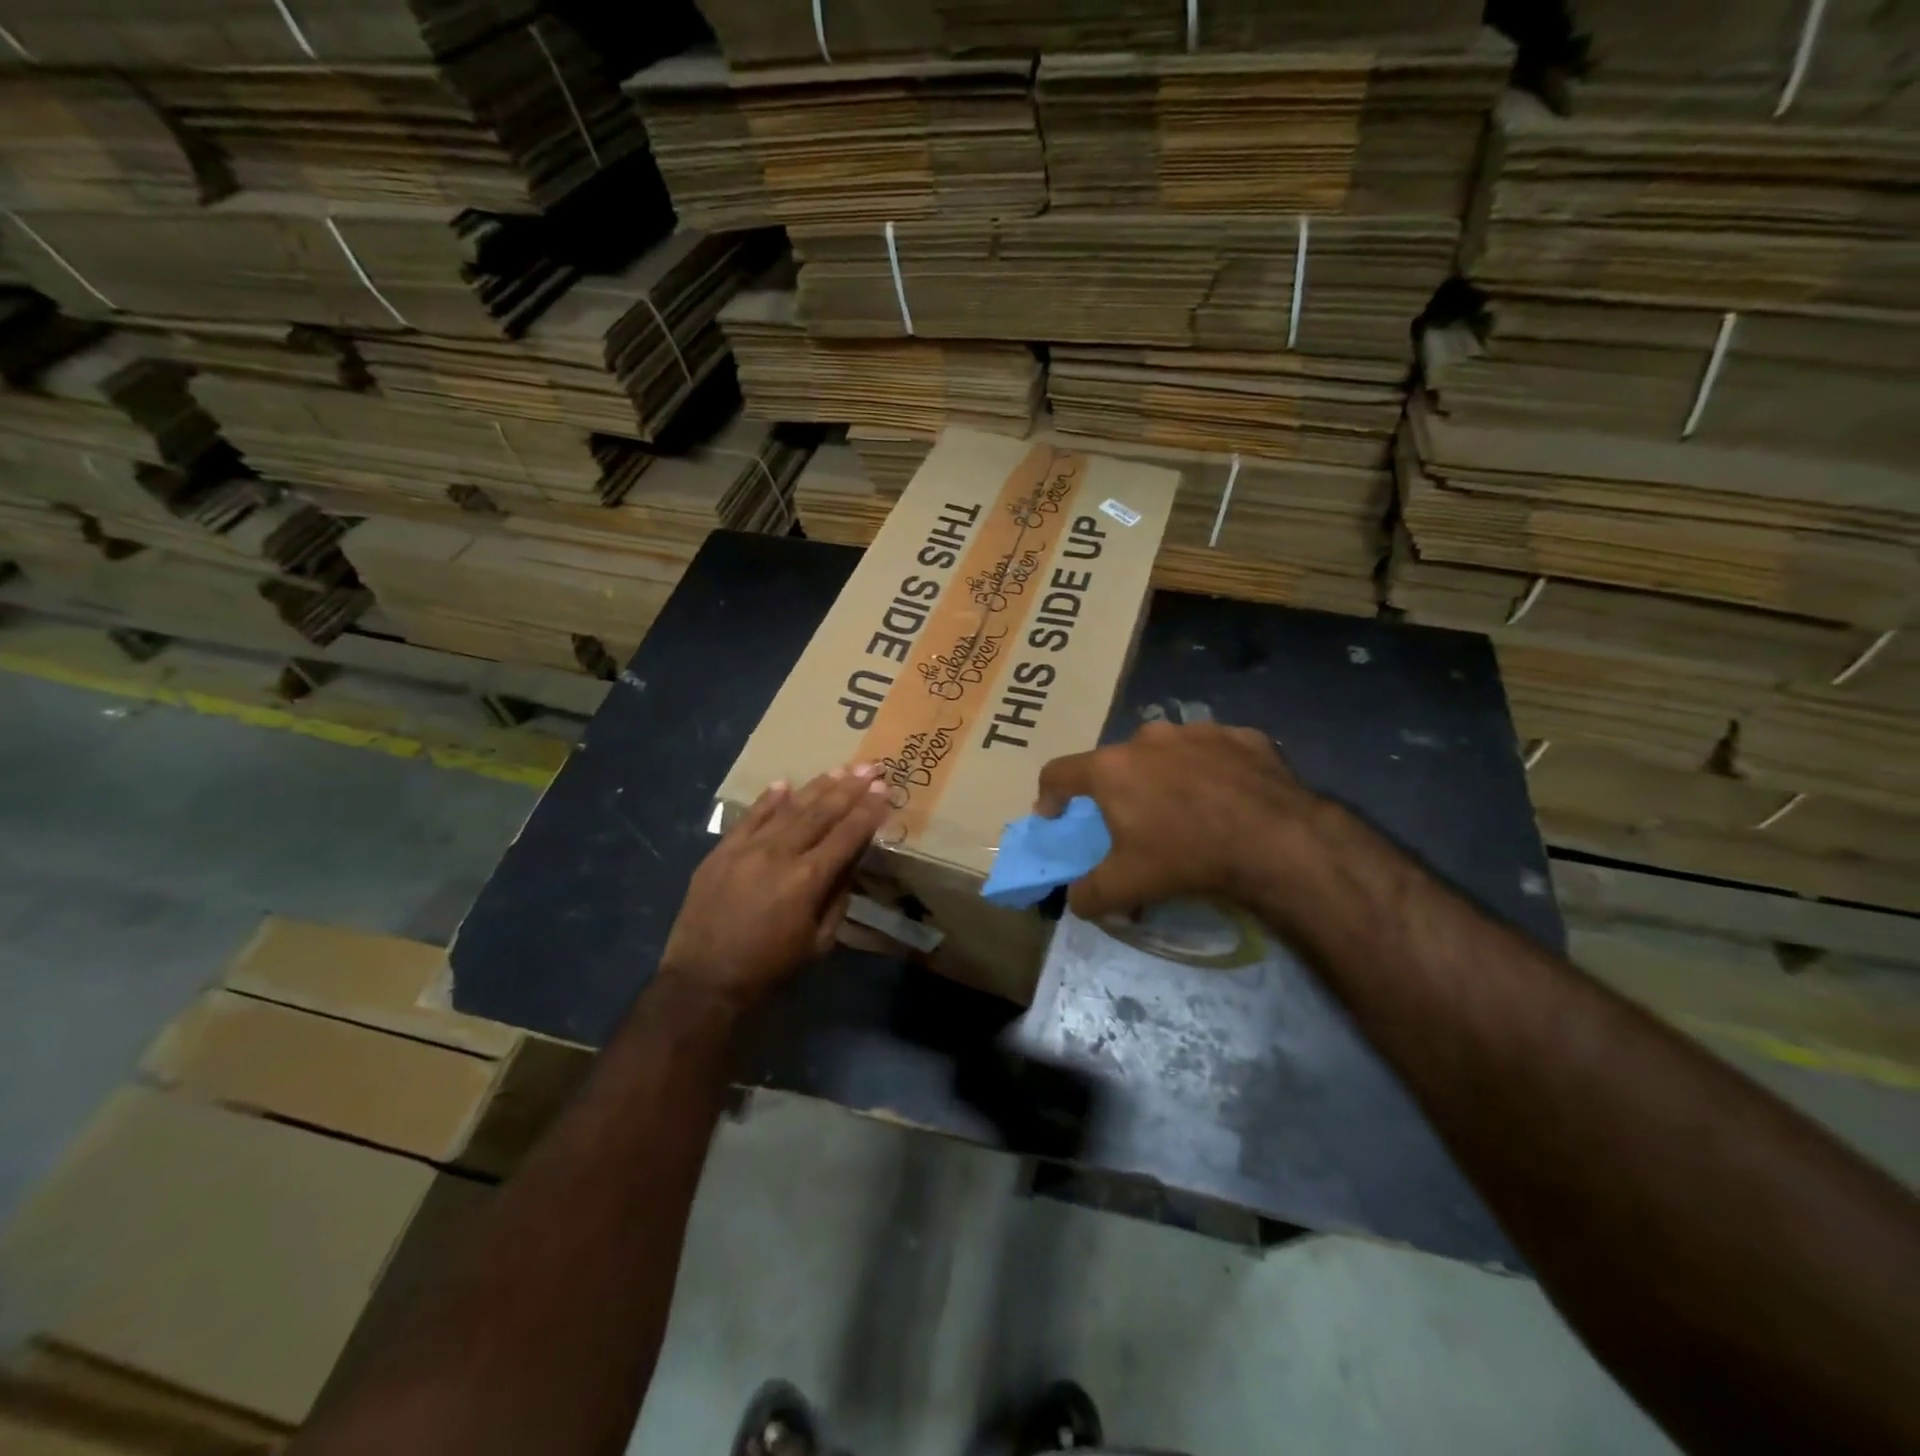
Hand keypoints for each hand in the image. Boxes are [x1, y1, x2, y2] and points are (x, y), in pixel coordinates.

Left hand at [662, 765, 889, 1009]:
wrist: (703, 980)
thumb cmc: (769, 967)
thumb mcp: (819, 941)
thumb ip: (837, 897)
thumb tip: (849, 862)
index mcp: (808, 879)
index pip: (846, 835)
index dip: (868, 811)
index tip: (884, 789)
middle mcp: (779, 854)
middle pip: (821, 813)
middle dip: (849, 789)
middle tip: (870, 767)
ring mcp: (746, 849)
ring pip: (788, 809)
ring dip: (817, 787)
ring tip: (840, 769)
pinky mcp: (721, 851)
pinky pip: (749, 818)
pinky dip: (769, 800)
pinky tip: (785, 783)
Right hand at [1036, 720, 1322, 918]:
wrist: (1277, 841)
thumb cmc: (1188, 857)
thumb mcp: (1129, 885)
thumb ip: (1091, 894)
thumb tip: (1076, 900)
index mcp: (1112, 768)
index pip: (1059, 773)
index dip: (1049, 795)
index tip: (1053, 816)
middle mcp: (1149, 738)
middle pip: (1117, 761)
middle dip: (1118, 788)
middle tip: (1133, 820)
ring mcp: (1199, 731)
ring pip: (1168, 751)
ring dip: (1165, 774)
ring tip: (1185, 807)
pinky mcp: (1242, 736)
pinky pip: (1215, 752)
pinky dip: (1212, 770)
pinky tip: (1228, 798)